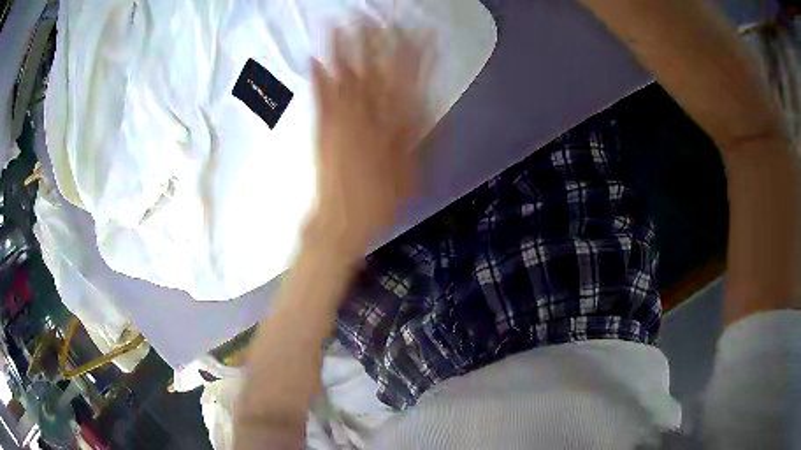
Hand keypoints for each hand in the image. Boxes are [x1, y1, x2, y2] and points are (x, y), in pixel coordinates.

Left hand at [308, 23, 430, 253]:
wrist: (341, 220)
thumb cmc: (381, 200)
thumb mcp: (414, 171)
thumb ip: (420, 134)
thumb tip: (426, 104)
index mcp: (395, 126)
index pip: (409, 81)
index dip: (414, 54)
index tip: (418, 32)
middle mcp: (368, 116)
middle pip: (376, 70)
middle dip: (378, 40)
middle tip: (378, 16)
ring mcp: (341, 119)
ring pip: (345, 77)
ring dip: (344, 48)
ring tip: (344, 23)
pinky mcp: (320, 127)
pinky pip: (319, 97)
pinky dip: (316, 76)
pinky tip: (314, 57)